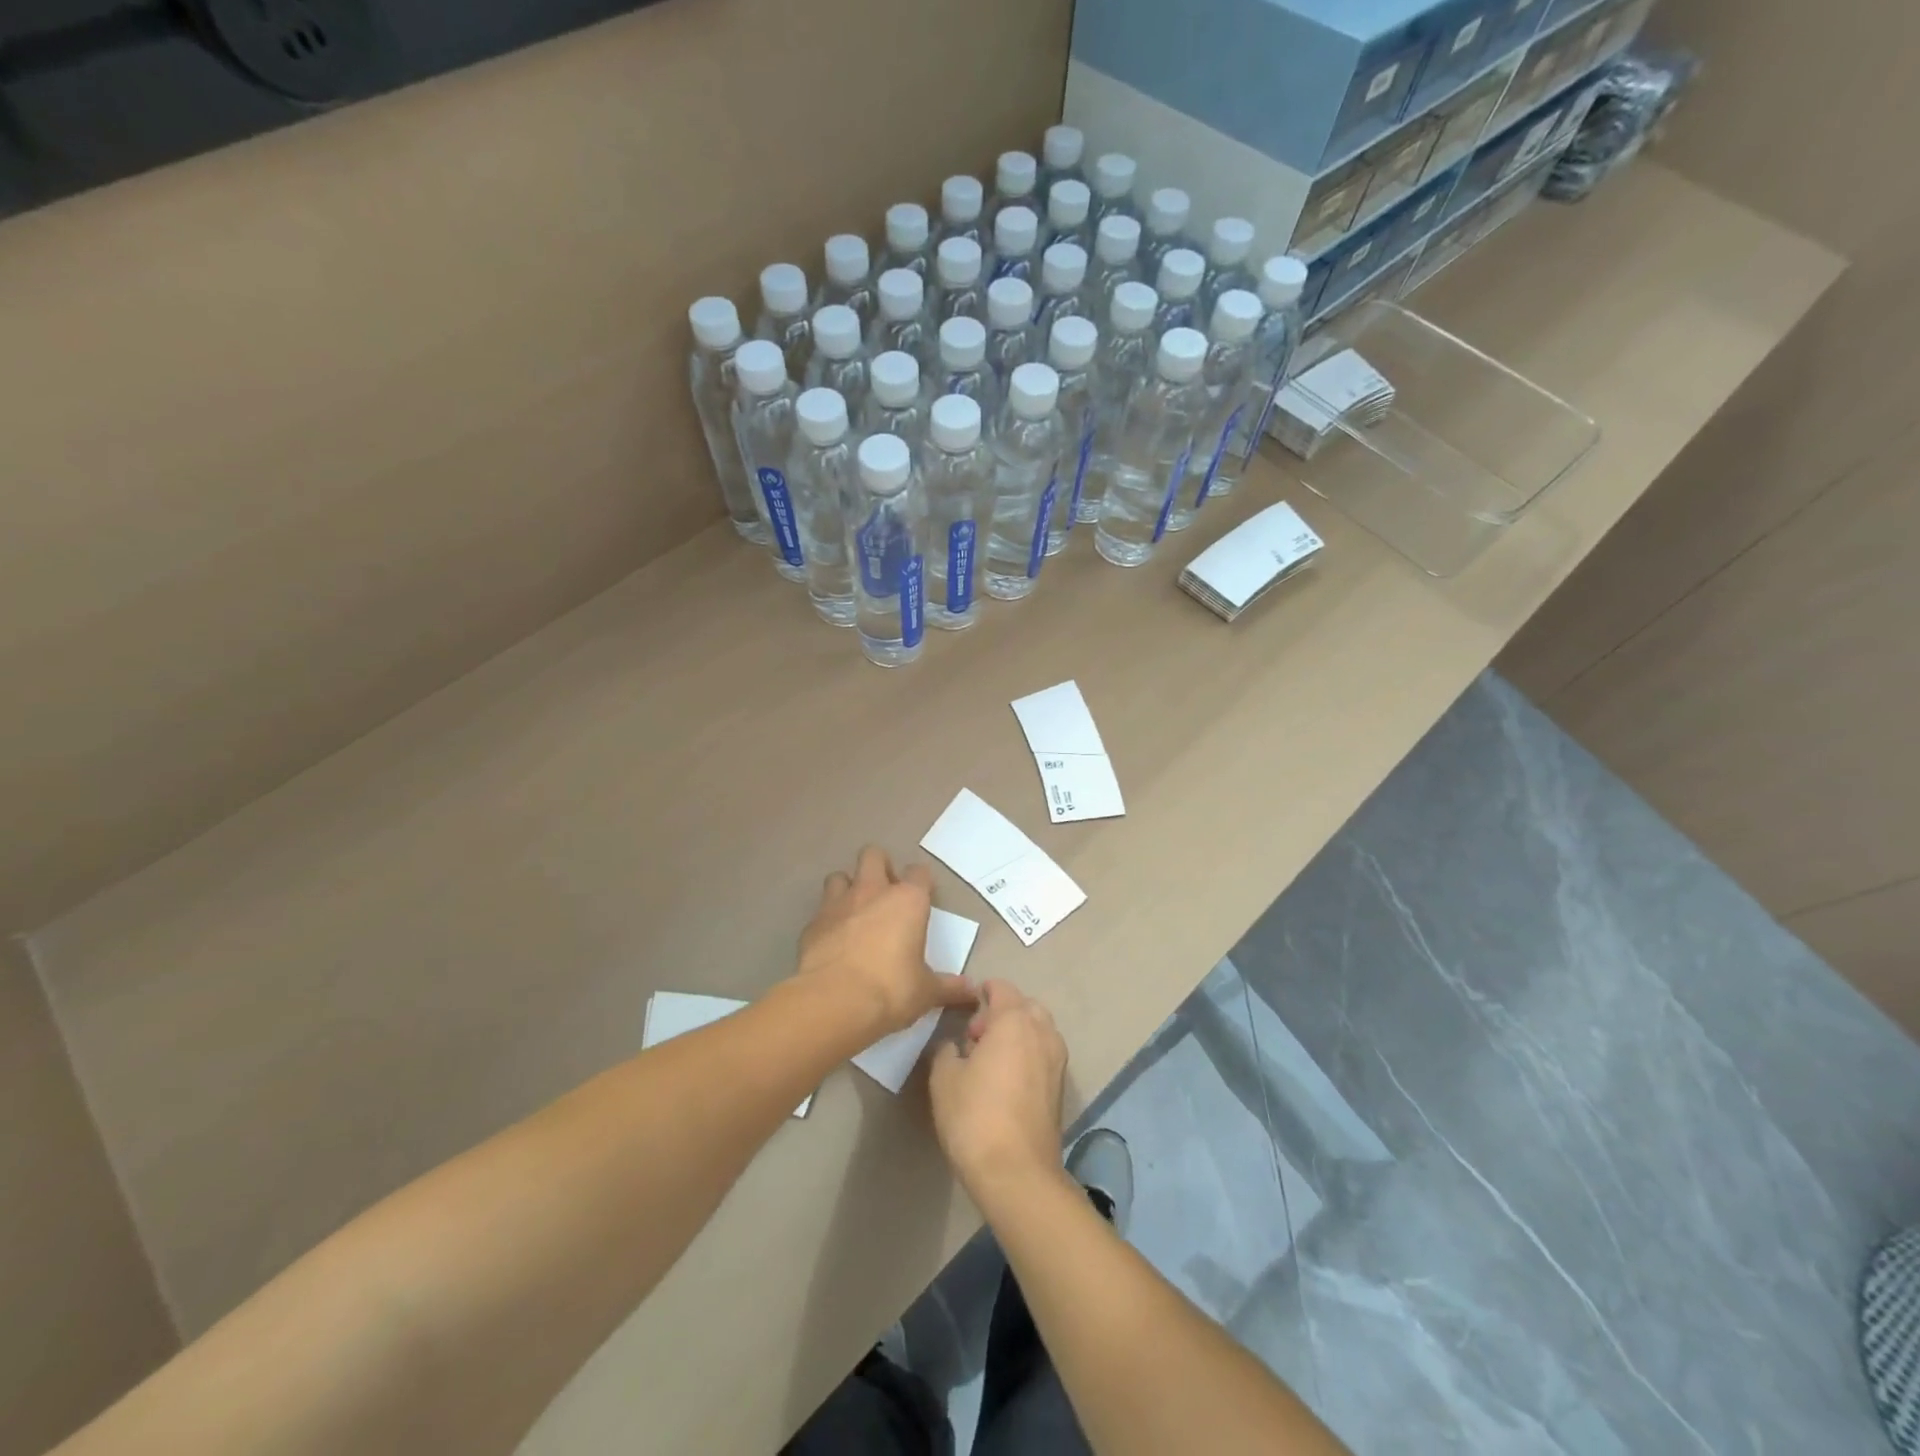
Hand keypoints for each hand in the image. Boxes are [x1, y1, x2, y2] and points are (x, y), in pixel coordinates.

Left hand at [797, 846, 976, 1037]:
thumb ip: (948, 987)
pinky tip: (832, 941)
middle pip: (873, 855)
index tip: (923, 898)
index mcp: (908, 901)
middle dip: (879, 866)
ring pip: (839, 876)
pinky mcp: (812, 924)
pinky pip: (820, 911)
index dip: (921, 882)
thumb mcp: (926, 992)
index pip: (919, 872)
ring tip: (854, 911)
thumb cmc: (891, 990)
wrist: (834, 1002)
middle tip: (885, 892)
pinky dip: (827, 920)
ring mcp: (838, 904)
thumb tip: (971, 992)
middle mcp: (872, 892)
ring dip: (848, 888)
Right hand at [929, 981, 1067, 1204]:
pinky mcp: (1060, 1087)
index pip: (1002, 988)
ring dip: (1017, 1033)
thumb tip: (955, 1045)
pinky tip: (1006, 1080)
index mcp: (1014, 1021)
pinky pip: (1044, 1054)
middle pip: (1025, 1006)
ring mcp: (1057, 1060)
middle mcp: (1042, 1032)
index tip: (966, 1002)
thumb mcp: (944, 1078)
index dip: (984, 990)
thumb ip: (947, 1051)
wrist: (1017, 1173)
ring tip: (990, 1059)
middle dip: (1002, 1012)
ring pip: (1038, 1030)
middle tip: (975, 1035)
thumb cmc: (975, 1116)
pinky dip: (1027, 1054)